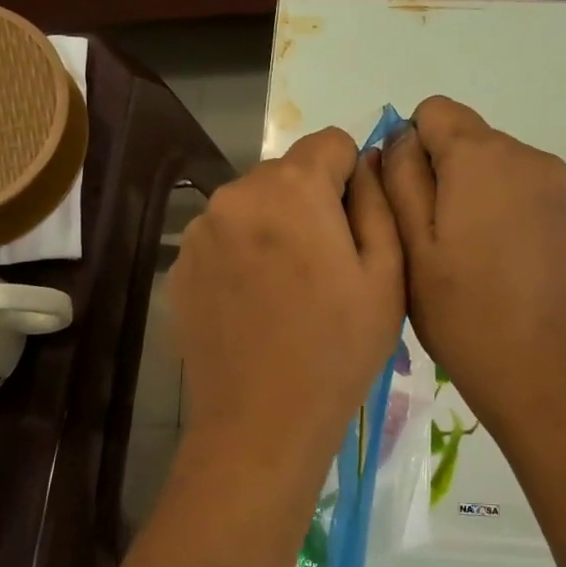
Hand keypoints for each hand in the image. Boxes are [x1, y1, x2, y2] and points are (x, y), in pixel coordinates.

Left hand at [170, 128, 404, 478]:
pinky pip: (224, 238)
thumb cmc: (338, 349)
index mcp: (290, 188)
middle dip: (312, 203)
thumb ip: (377, 201)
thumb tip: (368, 160)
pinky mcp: (180, 266)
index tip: (356, 228)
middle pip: (288, 173)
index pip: (331, 143)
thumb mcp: (385, 274)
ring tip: (289, 291)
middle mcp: (235, 194)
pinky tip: (255, 305)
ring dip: (275, 228)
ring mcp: (200, 231)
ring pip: (254, 205)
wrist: (261, 423)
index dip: (352, 178)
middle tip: (327, 267)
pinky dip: (243, 255)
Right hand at [382, 97, 565, 434]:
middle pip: (464, 137)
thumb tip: (401, 139)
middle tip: (426, 240)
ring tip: (460, 257)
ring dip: (466, 194)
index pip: (433, 111)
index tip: (404, 203)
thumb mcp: (410, 244)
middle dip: (438, 173)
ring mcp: (555, 185)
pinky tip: (491, 262)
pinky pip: (515, 190)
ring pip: (490, 166)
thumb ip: (399, 178)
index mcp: (483, 154)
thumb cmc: (463, 312)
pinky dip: (494, 211)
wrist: (546, 374)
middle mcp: (526, 155)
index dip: (408, 148)